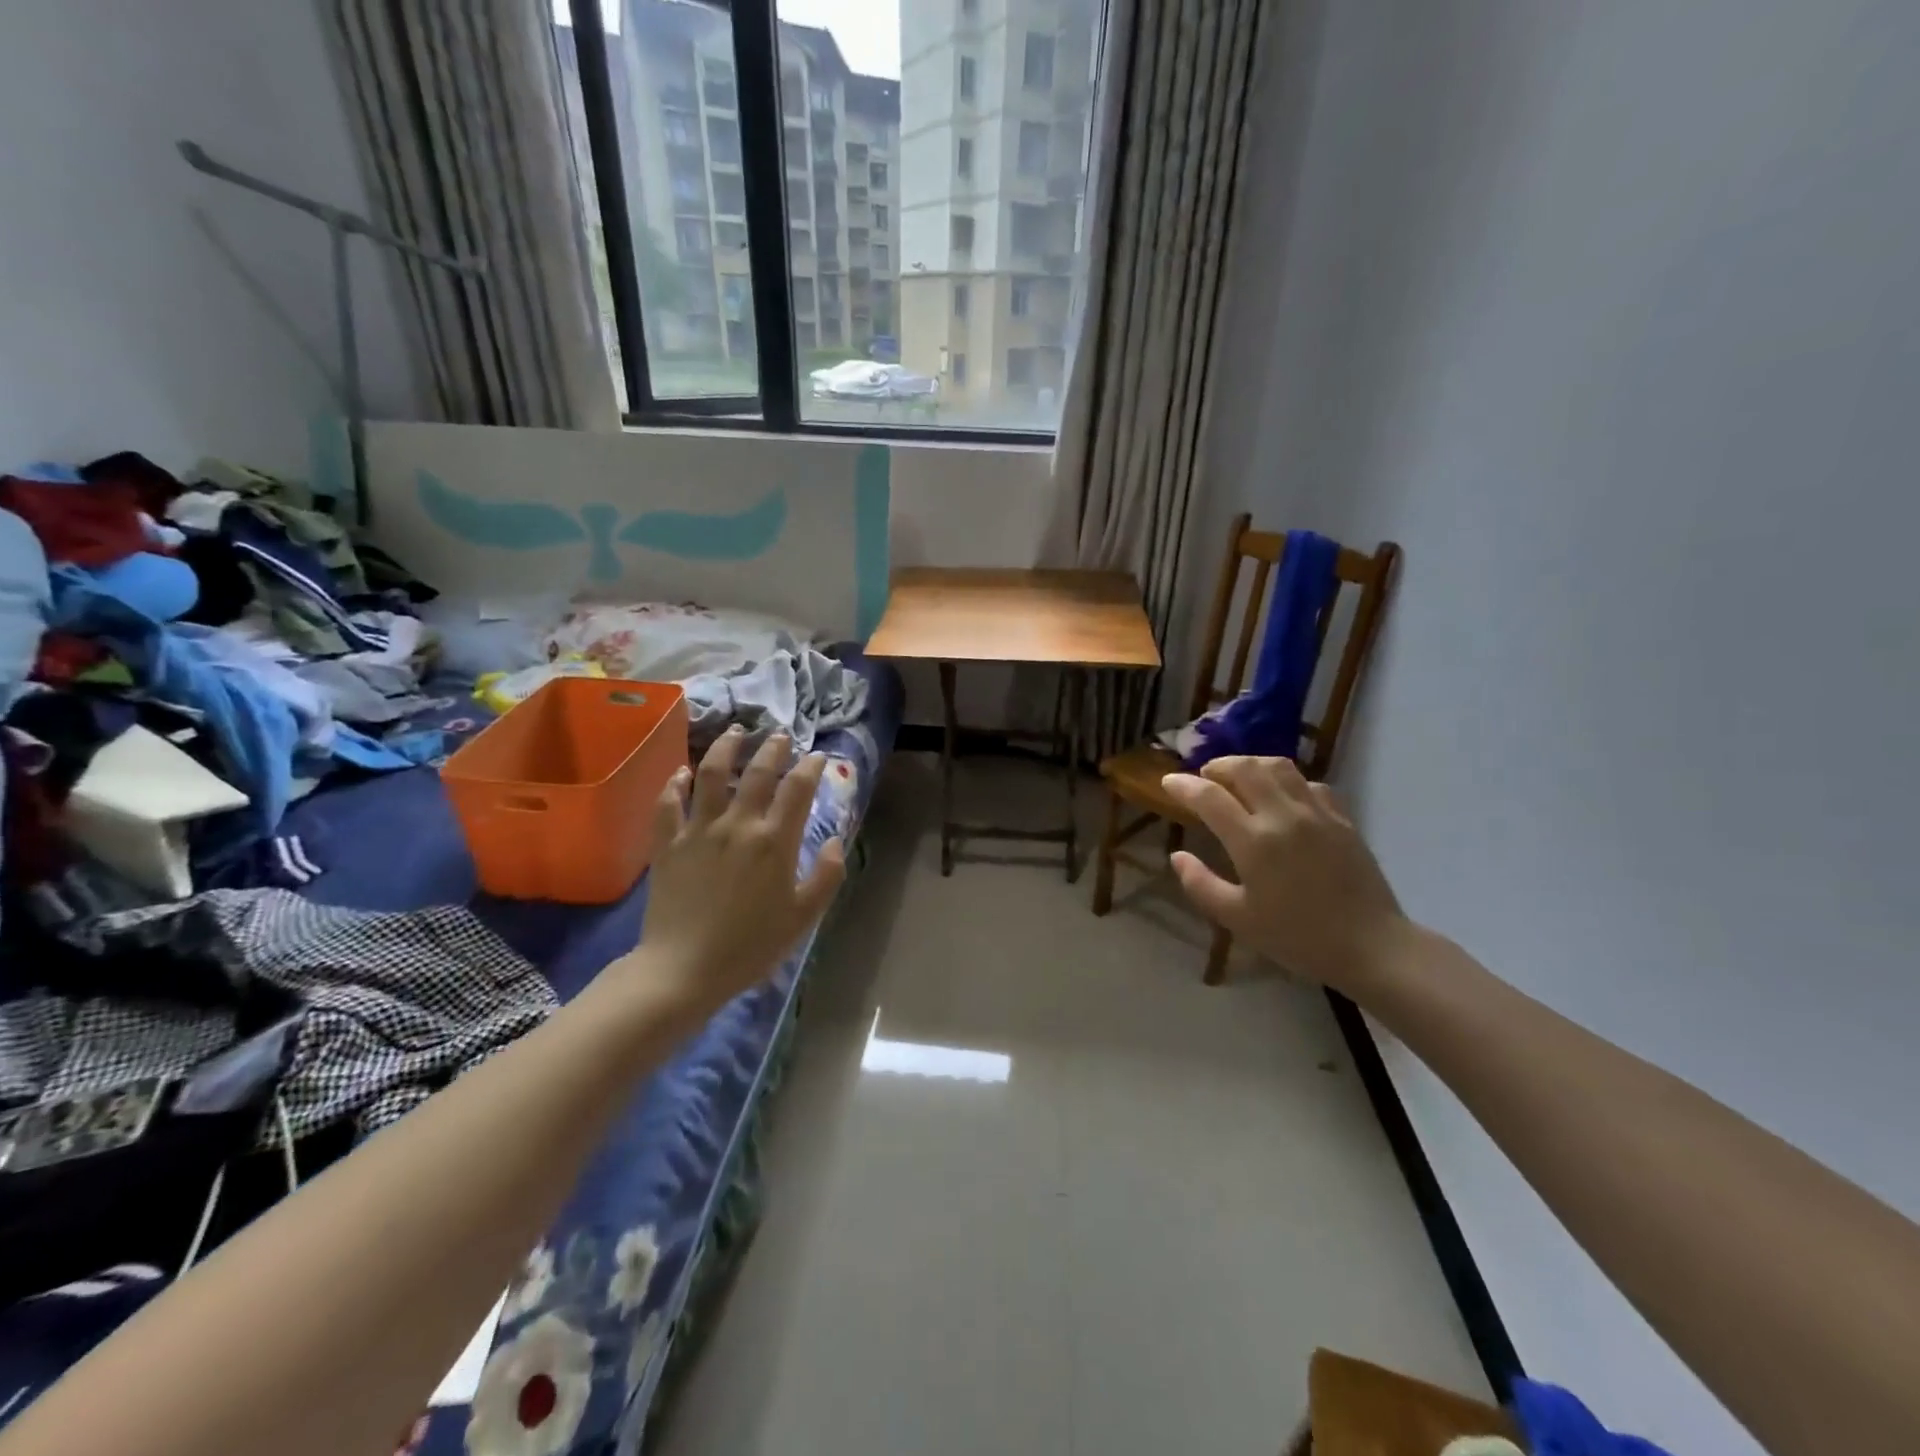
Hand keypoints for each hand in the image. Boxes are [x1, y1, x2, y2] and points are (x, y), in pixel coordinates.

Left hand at [635, 727, 845, 1018]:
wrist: (684, 969)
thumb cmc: (751, 946)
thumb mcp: (803, 917)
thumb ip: (827, 875)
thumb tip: (836, 839)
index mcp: (774, 841)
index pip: (798, 788)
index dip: (812, 766)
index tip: (819, 756)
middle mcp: (738, 824)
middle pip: (758, 772)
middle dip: (773, 748)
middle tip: (781, 736)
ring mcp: (698, 830)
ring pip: (711, 774)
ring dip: (726, 748)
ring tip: (736, 733)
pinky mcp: (667, 844)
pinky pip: (669, 803)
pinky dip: (675, 783)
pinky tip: (682, 773)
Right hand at [1162, 756, 1407, 993]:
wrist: (1370, 946)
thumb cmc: (1297, 937)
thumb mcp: (1237, 919)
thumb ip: (1201, 884)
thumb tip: (1177, 855)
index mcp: (1254, 841)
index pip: (1209, 797)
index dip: (1183, 785)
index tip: (1168, 782)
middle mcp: (1284, 816)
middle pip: (1244, 768)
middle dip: (1217, 766)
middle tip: (1203, 777)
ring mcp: (1317, 813)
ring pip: (1279, 767)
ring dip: (1251, 765)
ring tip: (1238, 777)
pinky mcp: (1342, 819)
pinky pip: (1310, 783)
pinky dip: (1286, 781)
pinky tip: (1282, 796)